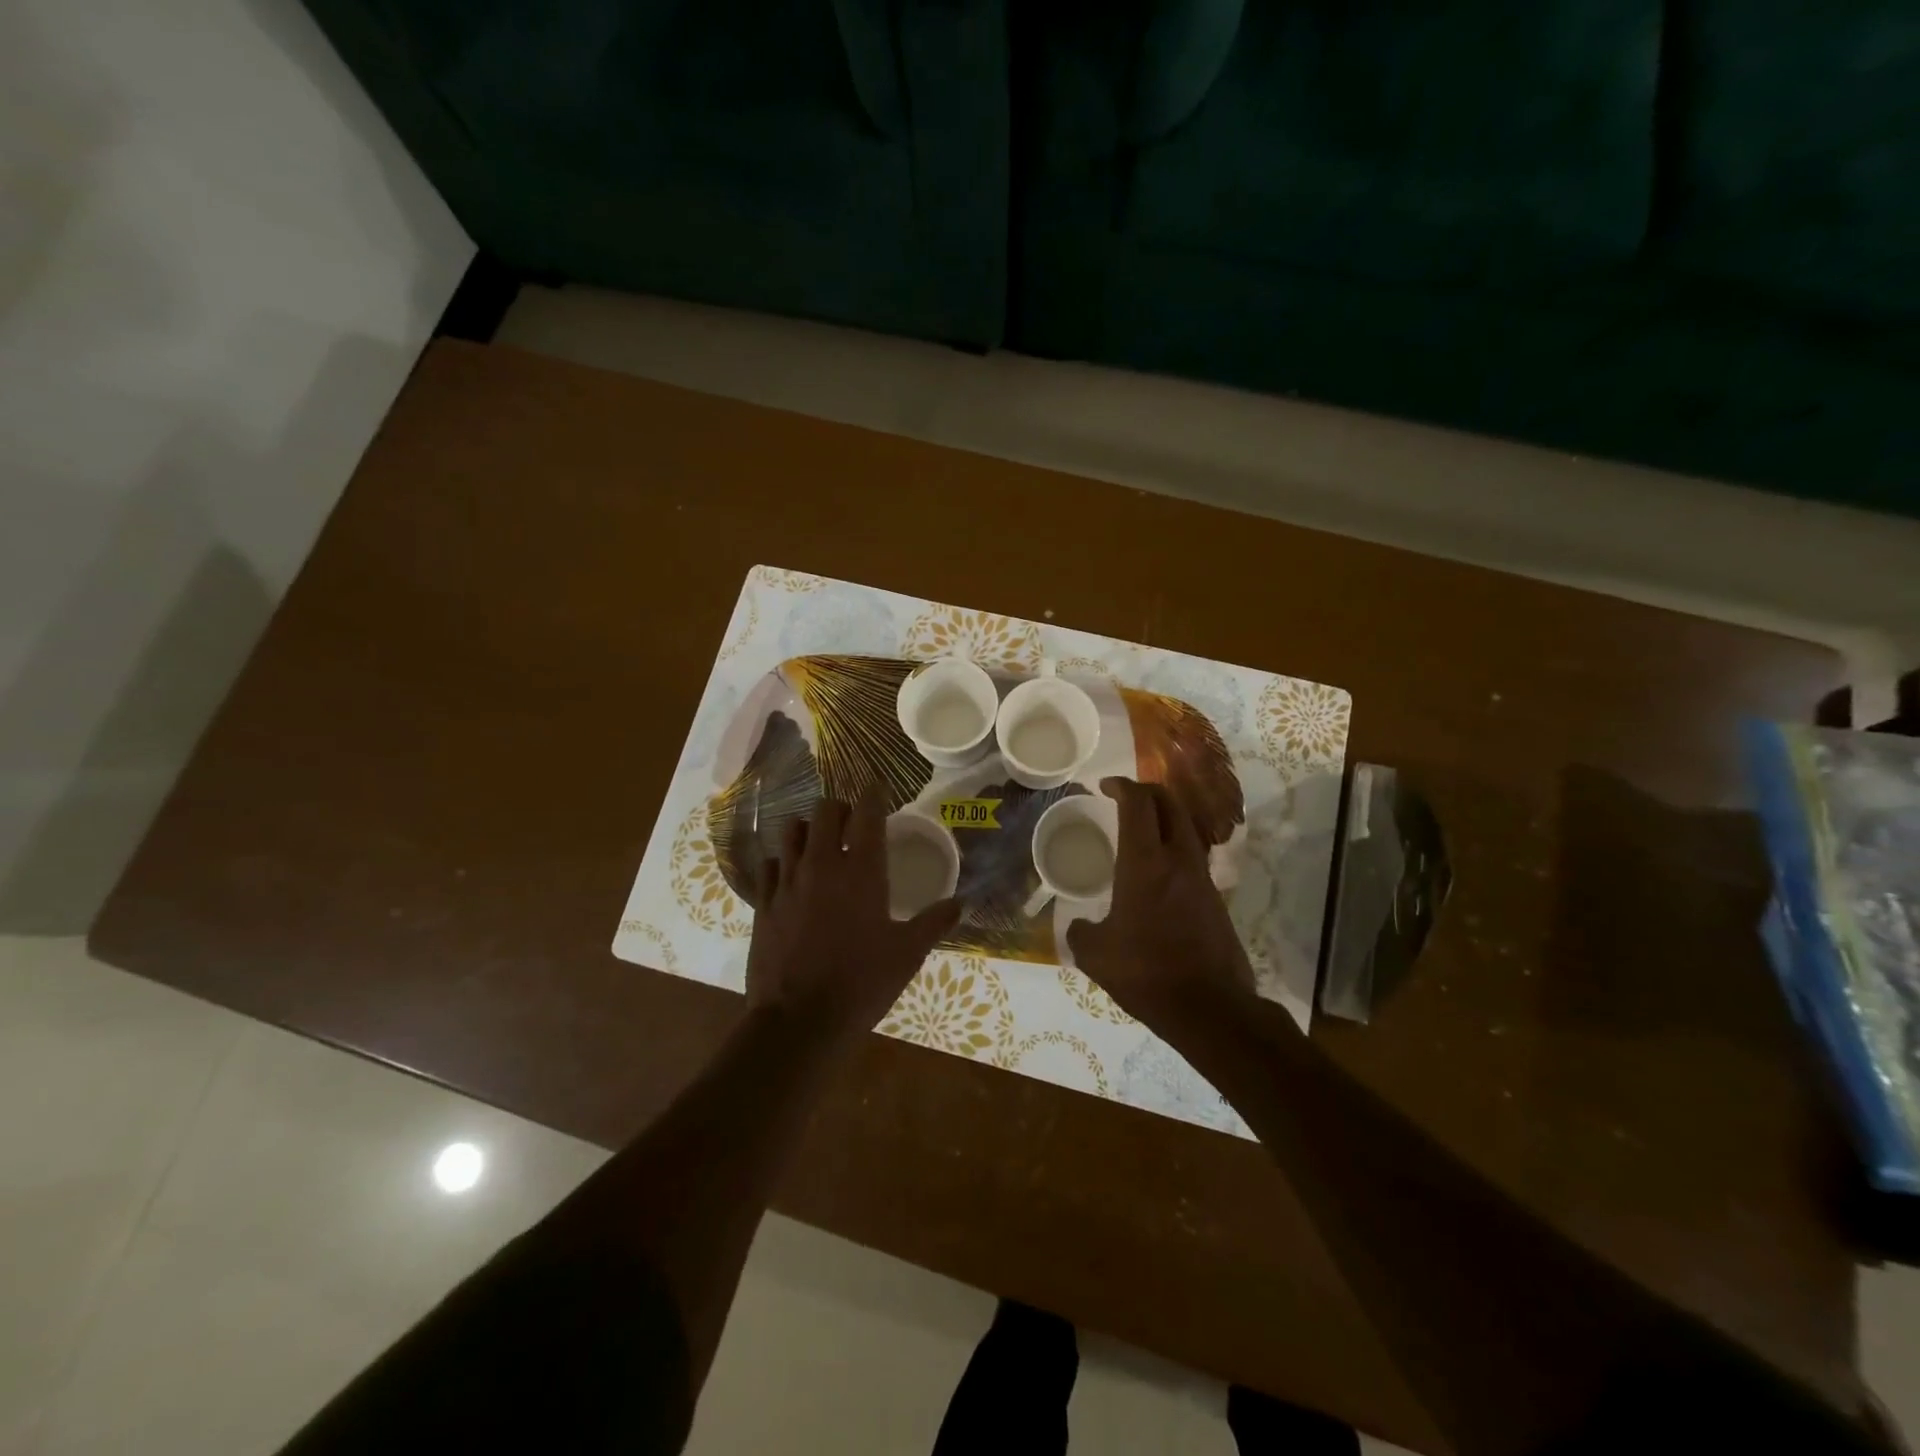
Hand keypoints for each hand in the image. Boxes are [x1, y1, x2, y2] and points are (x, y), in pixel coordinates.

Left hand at [745, 794, 960, 1043]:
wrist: (799, 1021)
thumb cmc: (862, 983)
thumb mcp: (908, 954)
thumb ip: (935, 922)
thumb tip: (961, 903)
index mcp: (862, 871)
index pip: (867, 812)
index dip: (874, 793)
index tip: (879, 786)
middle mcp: (822, 864)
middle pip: (826, 809)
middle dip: (842, 807)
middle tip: (854, 823)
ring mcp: (788, 881)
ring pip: (793, 829)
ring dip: (810, 828)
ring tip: (822, 844)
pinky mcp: (763, 902)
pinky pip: (770, 864)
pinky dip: (783, 861)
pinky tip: (793, 877)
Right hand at [1066, 777, 1255, 1031]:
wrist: (1210, 1008)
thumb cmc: (1146, 973)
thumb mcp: (1096, 955)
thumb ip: (1080, 932)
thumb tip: (1078, 926)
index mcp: (1145, 863)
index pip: (1138, 803)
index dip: (1121, 786)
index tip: (1105, 786)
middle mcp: (1178, 859)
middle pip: (1169, 803)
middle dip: (1146, 791)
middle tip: (1124, 798)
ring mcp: (1202, 877)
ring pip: (1185, 826)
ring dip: (1163, 817)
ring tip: (1139, 830)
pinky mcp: (1215, 897)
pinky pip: (1192, 855)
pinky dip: (1173, 845)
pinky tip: (1157, 871)